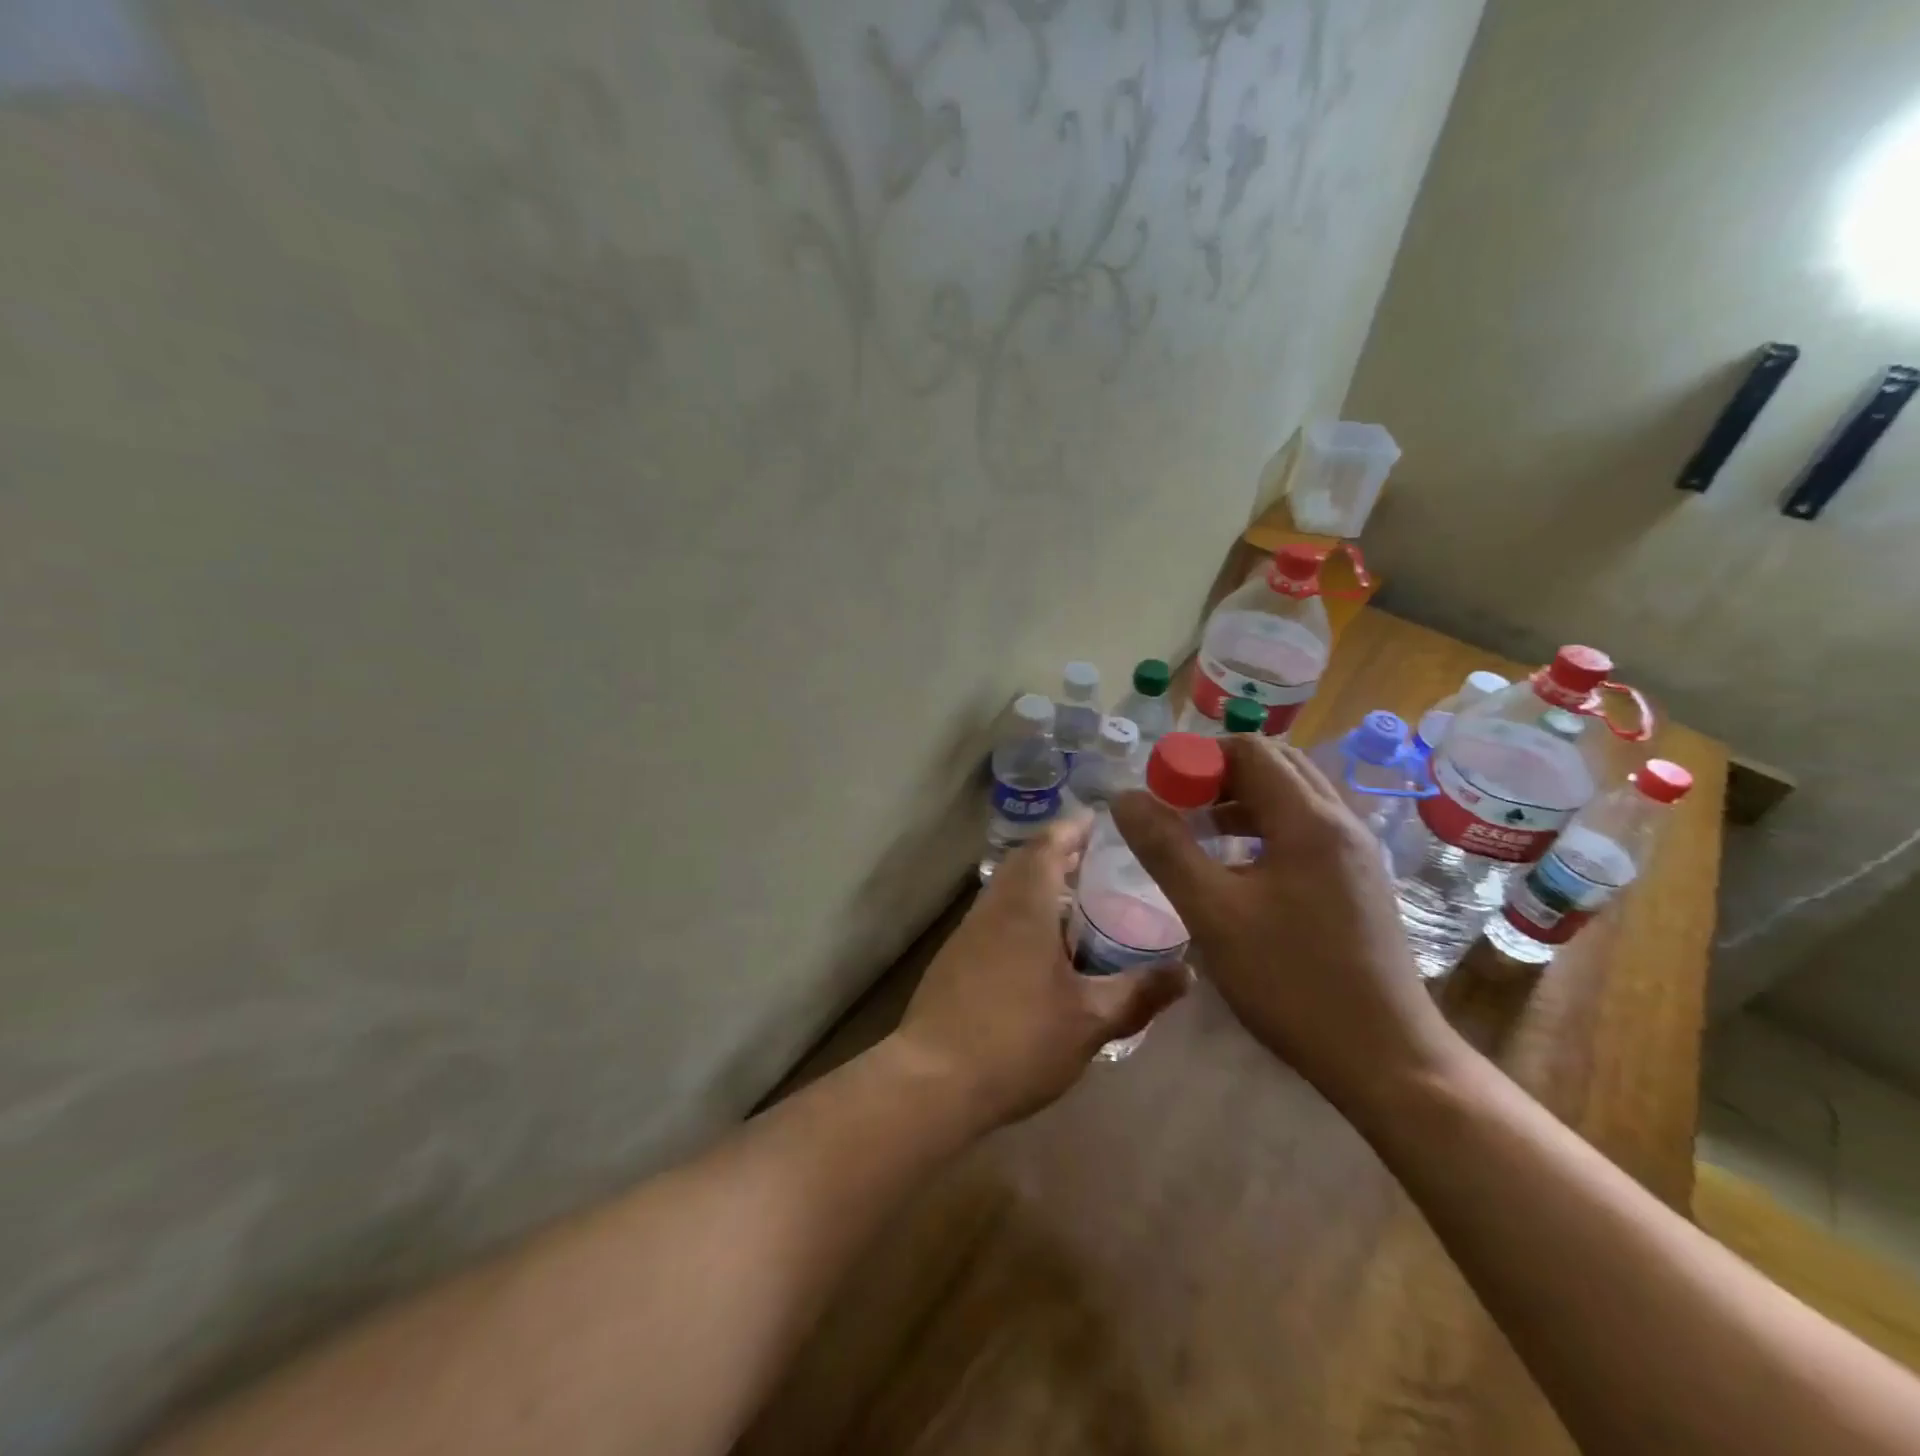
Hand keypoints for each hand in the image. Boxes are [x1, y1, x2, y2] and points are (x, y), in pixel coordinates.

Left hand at [893, 820, 1189, 1129]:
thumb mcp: (1091, 1021)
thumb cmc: (1018, 1040)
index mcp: (1025, 905)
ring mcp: (969, 932)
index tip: (1103, 822)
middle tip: (1103, 862)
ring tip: (1083, 902)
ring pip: (1009, 890)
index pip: (1049, 844)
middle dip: (1062, 854)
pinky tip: (1045, 947)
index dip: (1075, 828)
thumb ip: (1140, 993)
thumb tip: (1187, 972)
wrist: (933, 1080)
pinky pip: (996, 916)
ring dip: (1041, 885)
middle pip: (1026, 862)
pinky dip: (1024, 913)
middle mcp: (993, 906)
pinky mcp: (956, 958)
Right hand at [1110, 737, 1458, 1111]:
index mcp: (1308, 819)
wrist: (1387, 1059)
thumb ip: (1165, 849)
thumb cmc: (1293, 980)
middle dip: (1219, 776)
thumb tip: (1125, 797)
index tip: (1161, 792)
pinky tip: (1239, 868)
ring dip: (1242, 801)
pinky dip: (1266, 829)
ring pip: (1293, 798)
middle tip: (1177, 808)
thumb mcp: (1212, 913)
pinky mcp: (1359, 881)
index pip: (1249, 749)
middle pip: (1275, 765)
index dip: (1197, 759)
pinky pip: (1306, 829)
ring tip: (1199, 834)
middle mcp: (1340, 822)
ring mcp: (1356, 852)